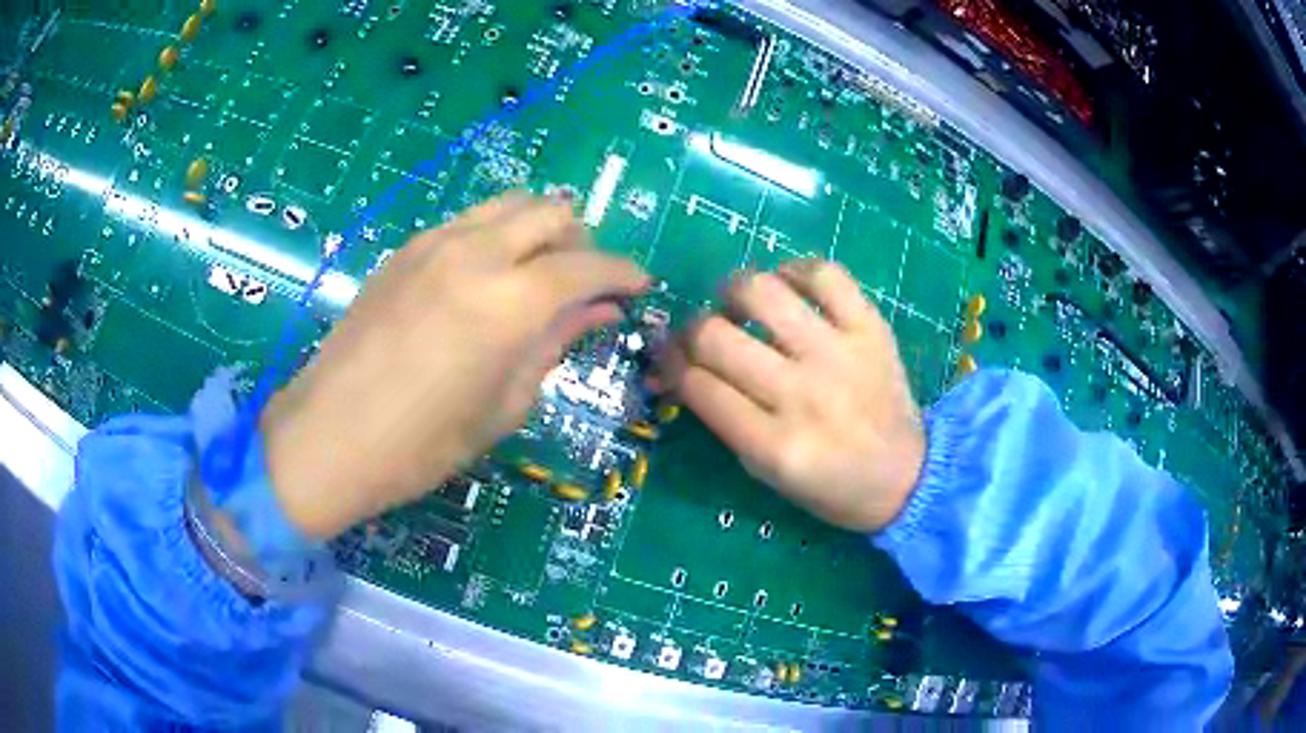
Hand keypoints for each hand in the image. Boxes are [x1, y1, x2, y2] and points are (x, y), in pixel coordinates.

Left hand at [260, 193, 648, 538]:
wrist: (329, 437)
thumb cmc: (423, 444)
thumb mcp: (504, 405)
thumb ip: (555, 345)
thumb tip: (600, 312)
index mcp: (509, 301)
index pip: (588, 266)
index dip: (623, 273)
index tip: (639, 286)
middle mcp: (476, 252)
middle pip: (550, 212)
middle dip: (581, 239)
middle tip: (585, 280)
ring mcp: (434, 243)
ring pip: (508, 204)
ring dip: (538, 227)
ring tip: (540, 269)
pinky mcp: (405, 249)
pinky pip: (468, 221)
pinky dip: (496, 234)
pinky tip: (487, 274)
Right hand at [656, 260, 924, 532]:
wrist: (909, 476)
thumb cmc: (831, 487)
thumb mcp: (767, 473)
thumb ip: (722, 419)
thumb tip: (677, 371)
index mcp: (776, 445)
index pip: (698, 386)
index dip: (668, 364)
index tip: (666, 356)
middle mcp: (804, 394)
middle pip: (716, 336)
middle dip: (689, 331)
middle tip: (700, 334)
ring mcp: (840, 354)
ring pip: (762, 292)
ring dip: (732, 291)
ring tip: (736, 303)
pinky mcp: (871, 328)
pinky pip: (825, 274)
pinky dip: (795, 270)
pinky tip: (786, 284)